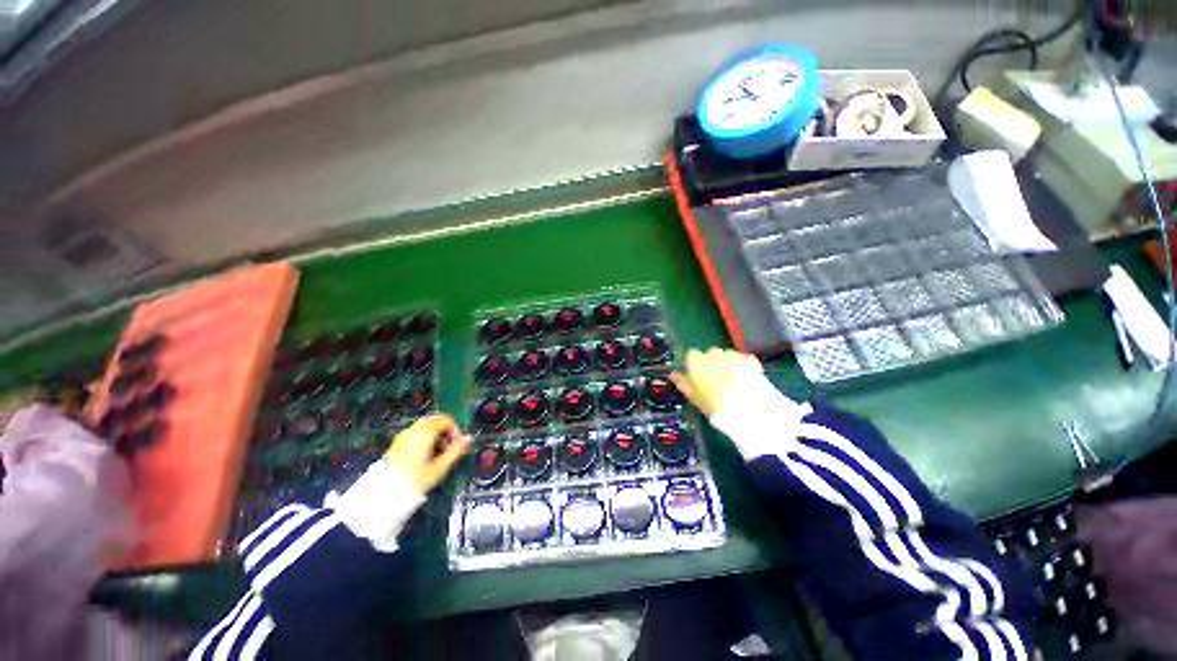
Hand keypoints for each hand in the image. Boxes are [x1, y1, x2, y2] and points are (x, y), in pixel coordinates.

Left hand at [383, 414, 470, 493]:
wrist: (385, 493)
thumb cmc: (416, 479)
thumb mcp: (440, 467)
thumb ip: (456, 451)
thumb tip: (469, 439)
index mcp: (425, 432)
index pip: (446, 420)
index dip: (456, 430)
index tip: (457, 445)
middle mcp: (413, 429)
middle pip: (435, 420)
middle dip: (445, 431)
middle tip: (449, 447)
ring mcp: (403, 436)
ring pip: (425, 426)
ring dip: (435, 434)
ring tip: (438, 453)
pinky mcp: (397, 444)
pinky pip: (415, 433)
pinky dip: (424, 438)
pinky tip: (425, 455)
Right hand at [671, 348, 763, 416]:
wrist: (750, 412)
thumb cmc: (716, 408)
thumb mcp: (696, 399)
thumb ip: (684, 384)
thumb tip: (674, 375)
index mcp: (697, 363)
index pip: (692, 355)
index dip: (695, 365)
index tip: (699, 377)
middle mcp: (713, 355)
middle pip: (710, 353)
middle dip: (712, 363)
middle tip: (716, 380)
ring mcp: (733, 356)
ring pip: (726, 354)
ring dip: (727, 363)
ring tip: (732, 380)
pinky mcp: (750, 360)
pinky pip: (742, 358)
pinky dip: (742, 365)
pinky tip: (745, 379)